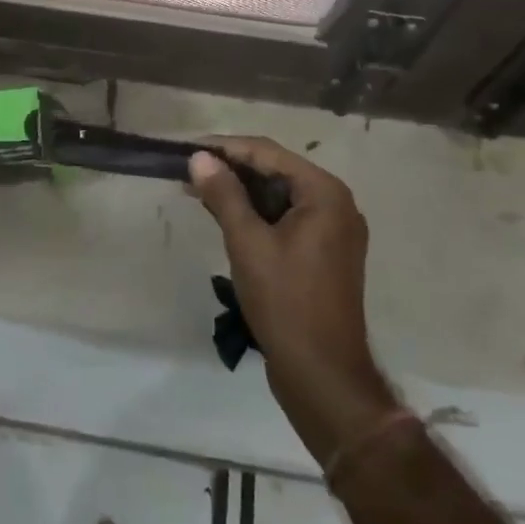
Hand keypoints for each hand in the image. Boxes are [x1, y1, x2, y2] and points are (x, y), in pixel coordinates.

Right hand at [188, 138, 401, 462]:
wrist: (323, 377)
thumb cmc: (286, 302)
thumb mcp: (248, 243)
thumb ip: (224, 195)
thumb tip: (199, 158)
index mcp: (325, 193)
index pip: (268, 153)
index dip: (226, 147)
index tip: (188, 148)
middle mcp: (336, 204)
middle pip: (276, 171)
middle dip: (232, 169)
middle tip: (189, 170)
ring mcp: (334, 231)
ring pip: (280, 196)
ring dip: (241, 192)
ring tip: (198, 190)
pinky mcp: (325, 254)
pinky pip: (287, 219)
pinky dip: (257, 214)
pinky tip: (225, 216)